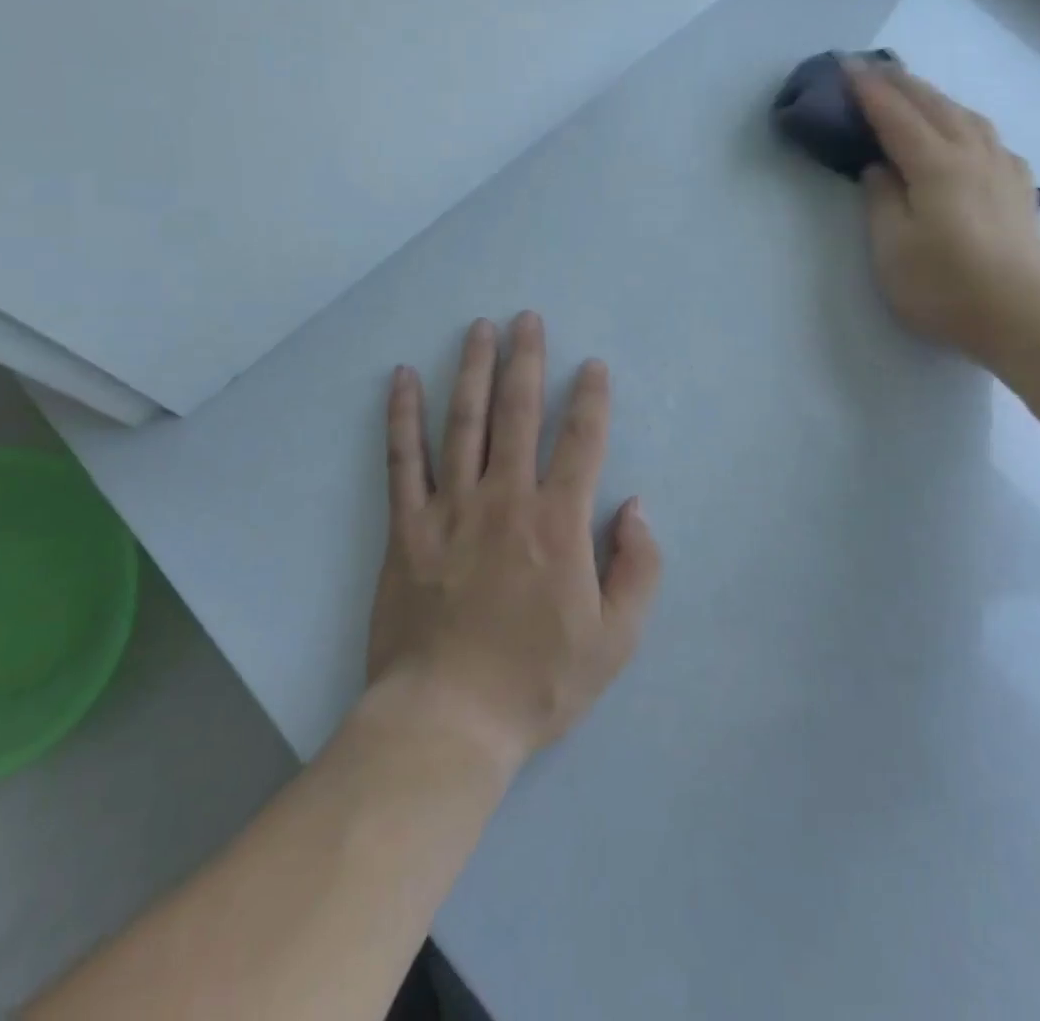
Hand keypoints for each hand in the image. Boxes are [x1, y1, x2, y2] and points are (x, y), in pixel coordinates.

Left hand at [366, 313, 661, 775]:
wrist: (447, 720)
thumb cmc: (536, 682)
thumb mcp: (614, 641)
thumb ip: (637, 569)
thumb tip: (636, 507)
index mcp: (557, 523)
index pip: (581, 442)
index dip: (590, 398)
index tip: (592, 365)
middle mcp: (504, 499)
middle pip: (517, 413)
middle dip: (526, 360)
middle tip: (527, 319)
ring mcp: (450, 508)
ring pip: (463, 422)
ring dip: (472, 370)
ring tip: (478, 329)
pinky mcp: (407, 526)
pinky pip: (403, 459)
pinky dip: (403, 415)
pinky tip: (402, 378)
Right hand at [846, 58, 1039, 365]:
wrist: (1024, 315)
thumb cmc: (944, 286)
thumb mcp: (892, 248)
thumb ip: (881, 200)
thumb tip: (879, 168)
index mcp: (936, 165)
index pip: (895, 116)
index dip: (868, 90)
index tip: (845, 65)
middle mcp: (972, 154)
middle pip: (934, 105)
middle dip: (901, 83)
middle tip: (872, 68)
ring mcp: (1002, 169)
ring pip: (966, 116)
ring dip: (935, 97)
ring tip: (914, 92)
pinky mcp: (1018, 189)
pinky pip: (987, 137)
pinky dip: (964, 122)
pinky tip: (964, 133)